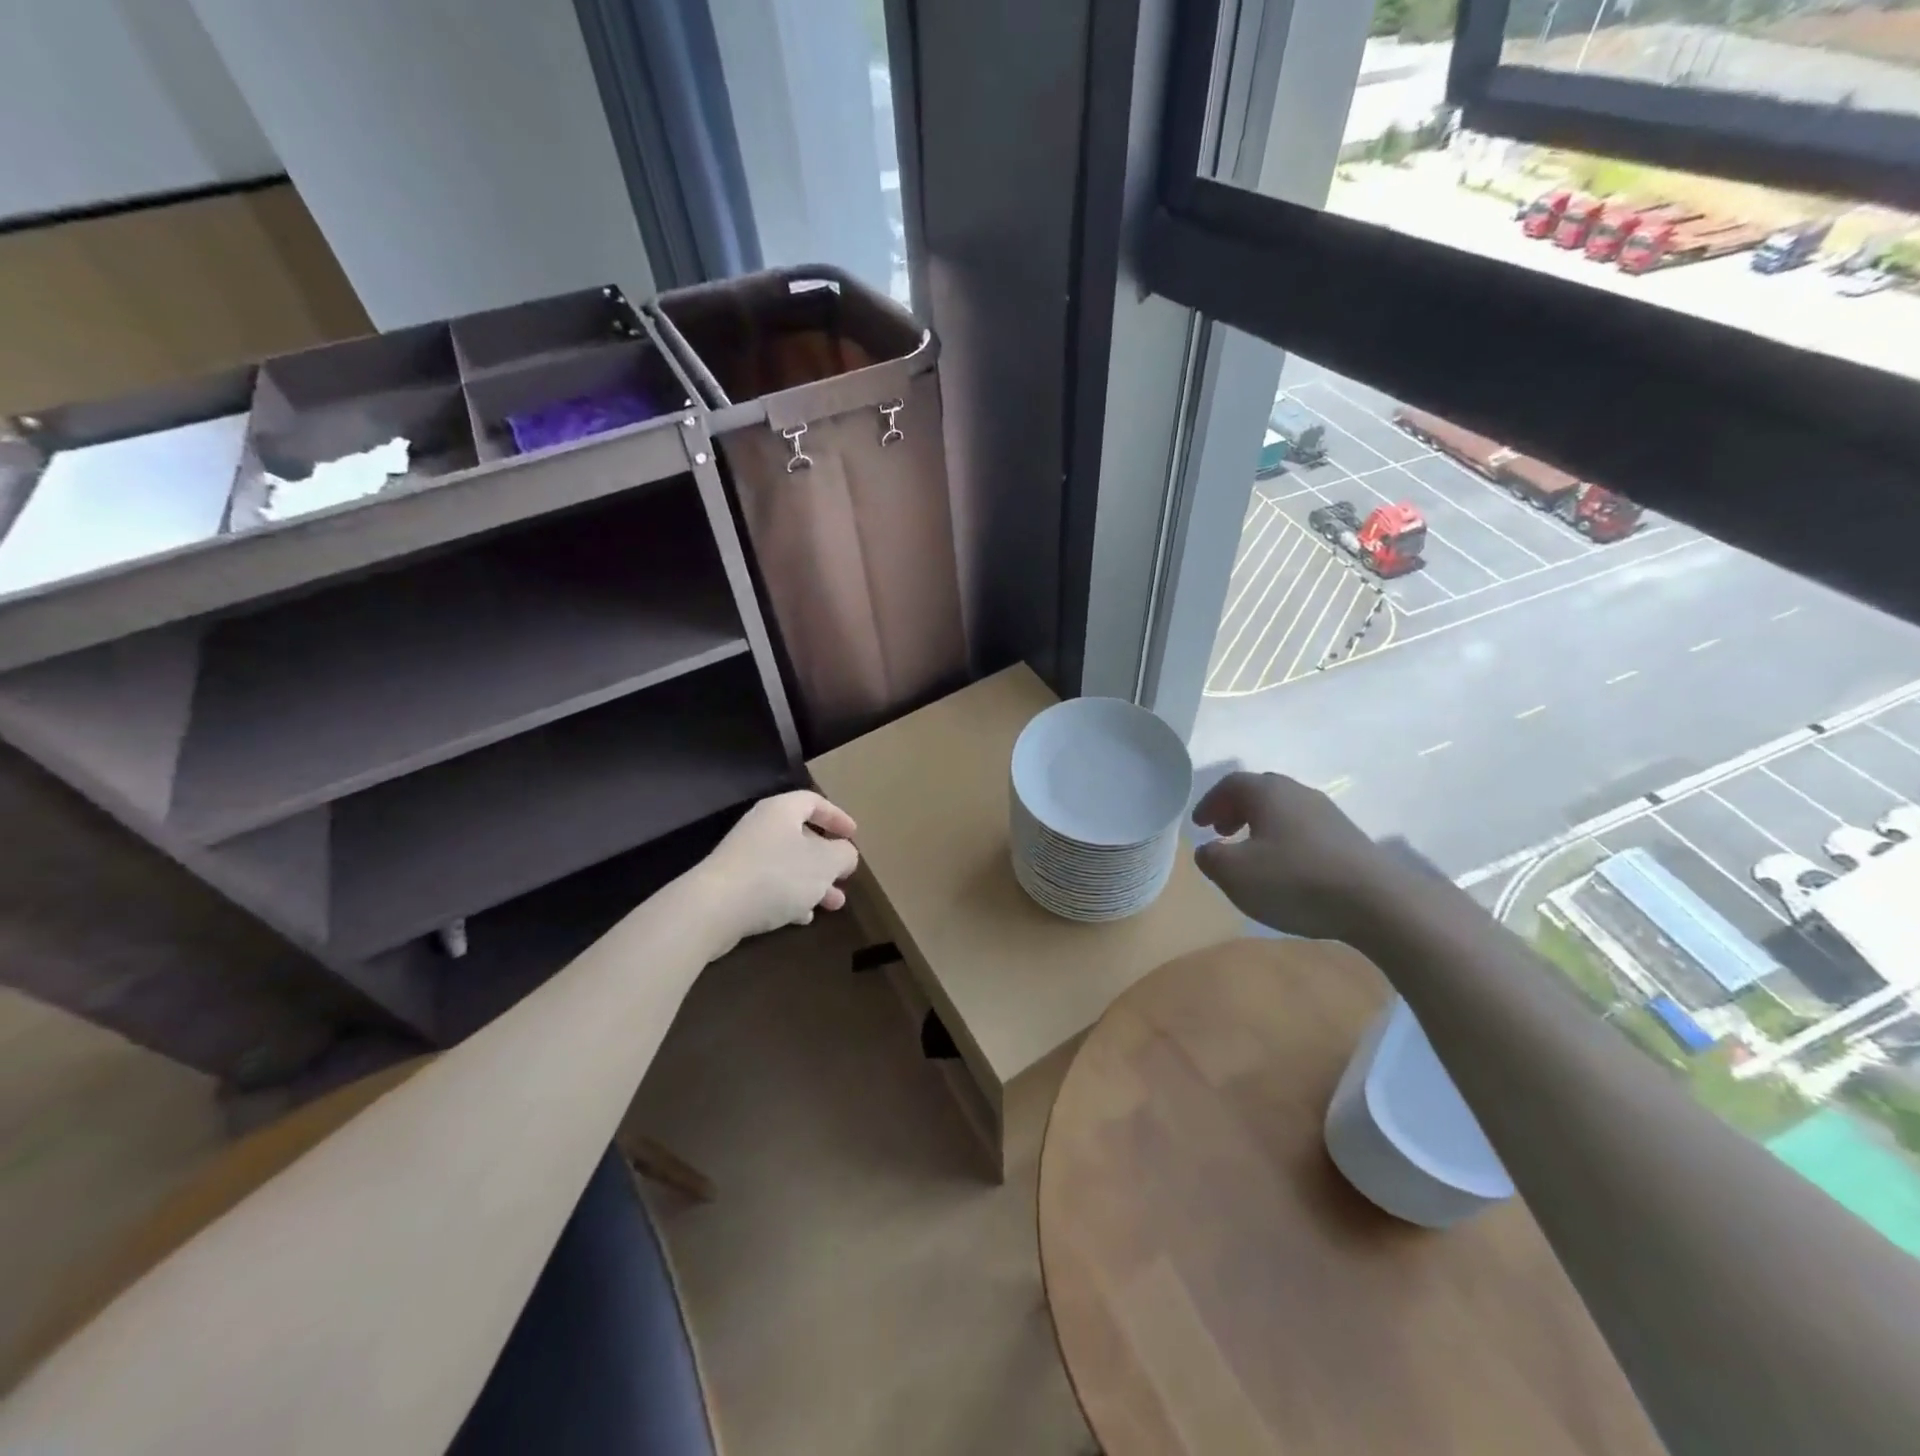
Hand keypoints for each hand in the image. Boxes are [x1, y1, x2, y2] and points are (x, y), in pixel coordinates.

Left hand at [694, 790, 859, 946]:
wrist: (714, 909)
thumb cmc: (777, 875)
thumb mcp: (825, 863)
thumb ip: (843, 854)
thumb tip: (845, 853)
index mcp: (781, 811)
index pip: (813, 802)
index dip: (836, 816)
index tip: (853, 834)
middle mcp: (761, 828)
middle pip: (801, 837)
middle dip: (827, 859)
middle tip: (845, 876)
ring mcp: (744, 857)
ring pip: (788, 865)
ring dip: (813, 883)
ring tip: (834, 905)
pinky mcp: (733, 885)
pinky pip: (769, 885)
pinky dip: (790, 898)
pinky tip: (803, 918)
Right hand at [1191, 771, 1397, 941]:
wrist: (1377, 902)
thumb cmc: (1294, 880)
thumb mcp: (1234, 874)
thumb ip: (1211, 858)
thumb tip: (1208, 849)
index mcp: (1268, 793)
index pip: (1231, 784)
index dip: (1210, 802)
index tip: (1198, 825)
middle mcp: (1299, 793)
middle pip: (1260, 792)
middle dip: (1236, 810)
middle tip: (1221, 832)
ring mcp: (1328, 814)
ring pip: (1284, 811)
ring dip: (1261, 826)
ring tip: (1251, 854)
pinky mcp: (1348, 838)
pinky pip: (1305, 830)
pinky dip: (1285, 840)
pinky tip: (1286, 869)